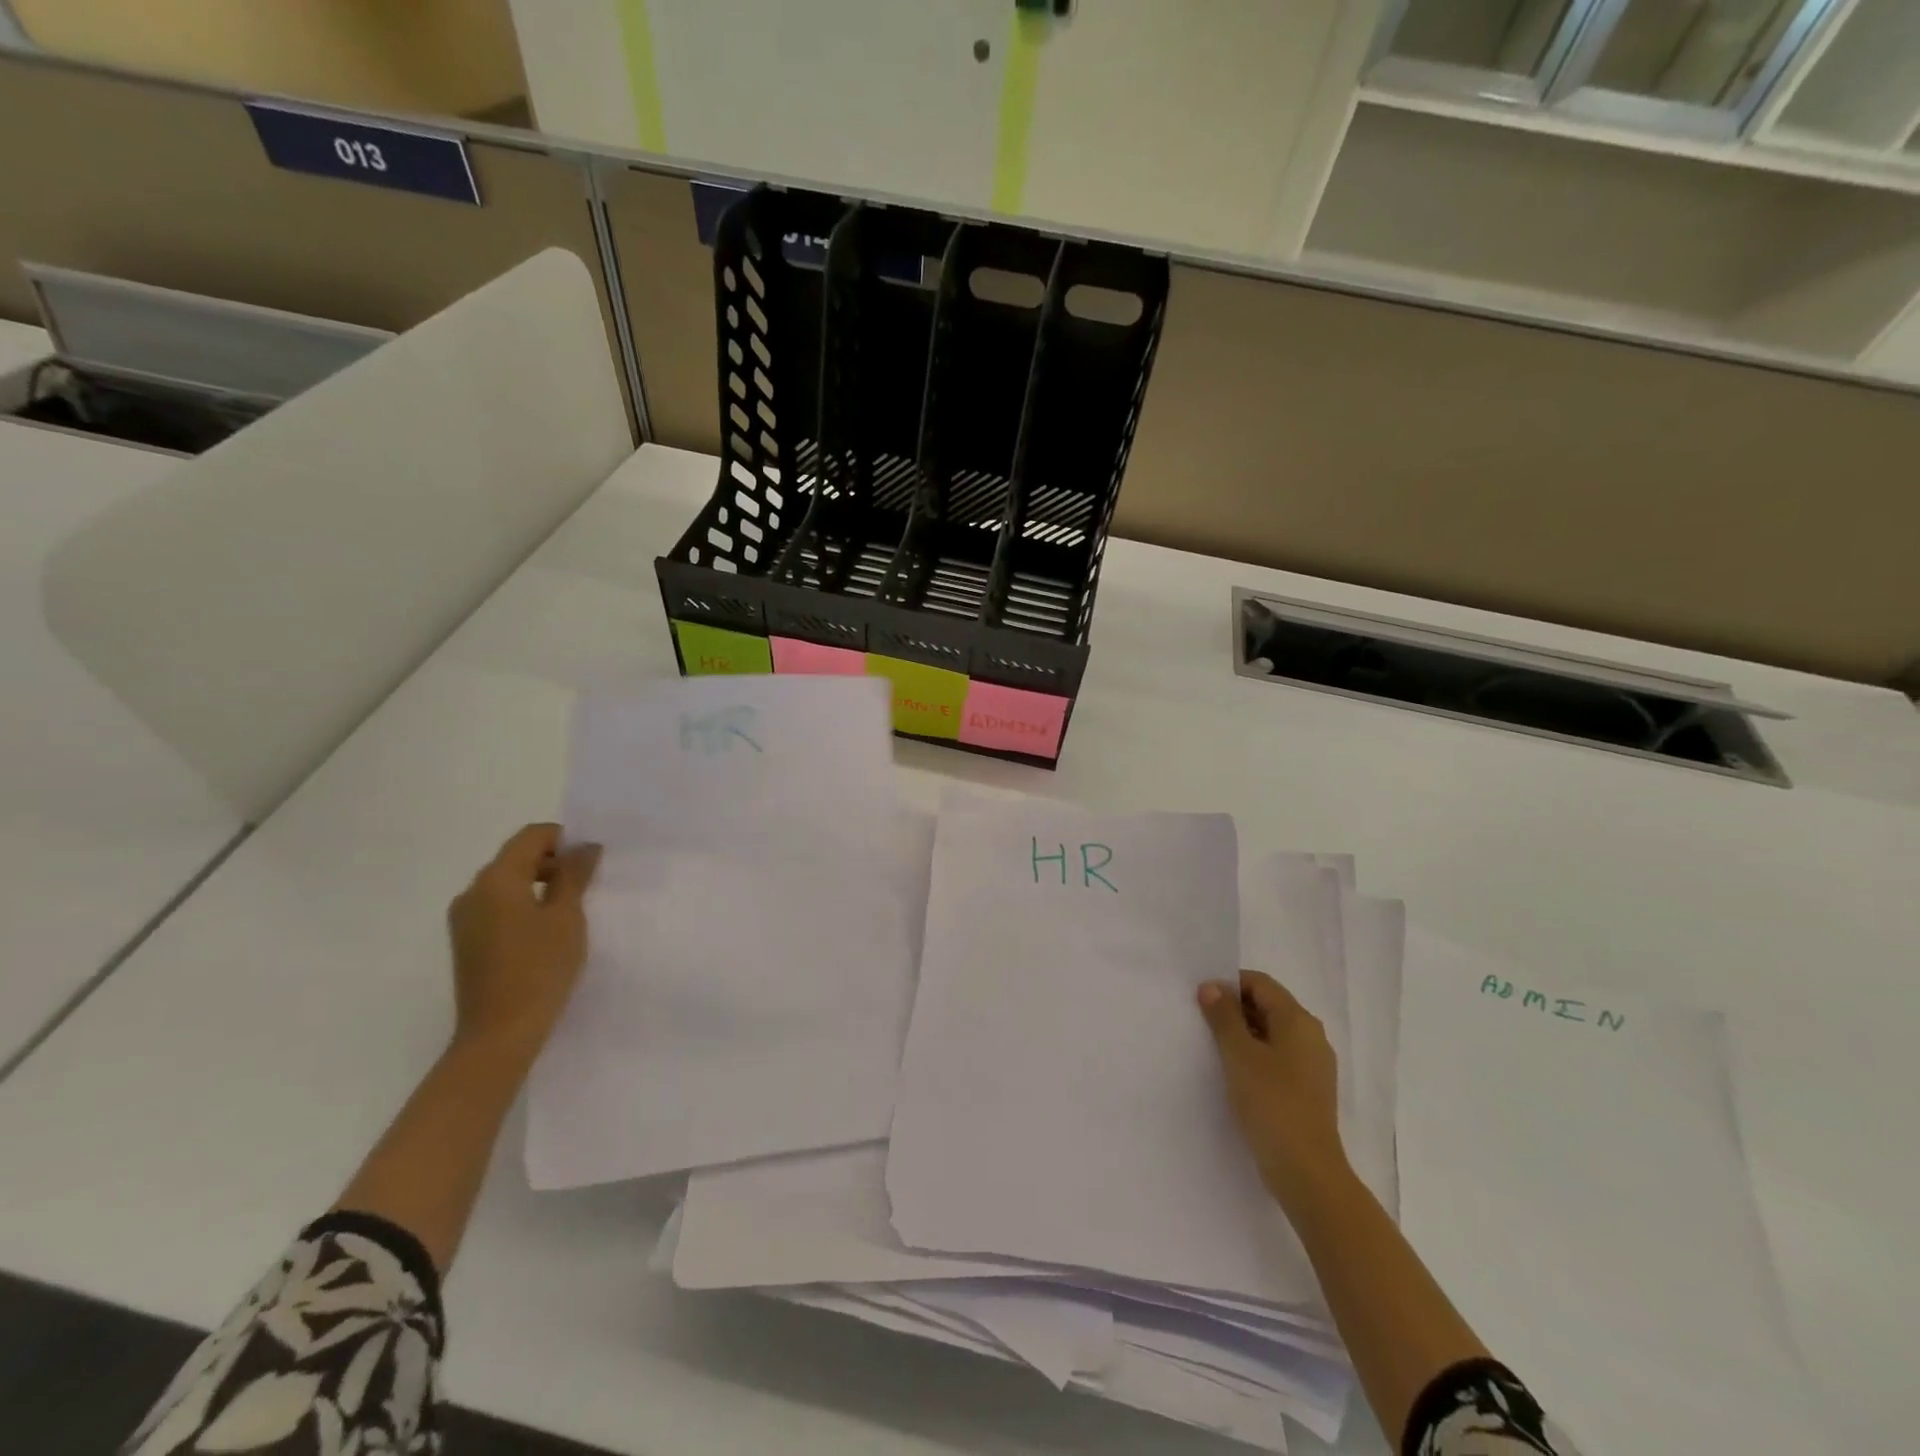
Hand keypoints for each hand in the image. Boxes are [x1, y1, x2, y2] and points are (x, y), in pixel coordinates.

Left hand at [447, 823, 601, 1064]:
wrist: (499, 1034)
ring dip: (540, 883)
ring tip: (572, 907)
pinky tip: (548, 929)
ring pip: (507, 882)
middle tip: (589, 881)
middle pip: (516, 857)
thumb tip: (584, 847)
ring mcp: (465, 919)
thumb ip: (574, 875)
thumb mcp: (567, 917)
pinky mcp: (467, 941)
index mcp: (495, 880)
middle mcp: (472, 892)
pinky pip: (498, 906)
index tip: (592, 859)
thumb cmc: (539, 969)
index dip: (564, 839)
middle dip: (554, 861)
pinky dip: (525, 904)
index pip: (531, 836)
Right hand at [1198, 970, 1348, 1209]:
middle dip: (1234, 1009)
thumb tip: (1212, 987)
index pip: (1260, 983)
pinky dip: (1255, 1056)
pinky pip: (1277, 1057)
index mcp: (1298, 1020)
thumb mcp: (1239, 1055)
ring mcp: (1312, 1065)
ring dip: (1242, 1035)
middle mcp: (1311, 1036)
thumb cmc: (1272, 1104)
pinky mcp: (1307, 1089)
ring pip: (1271, 1033)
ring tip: (1214, 1050)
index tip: (1201, 1001)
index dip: (1229, 985)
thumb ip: (1224, 1016)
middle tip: (1202, 1024)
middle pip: (1267, 1005)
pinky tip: (1235, 1074)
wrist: (1307, 1172)